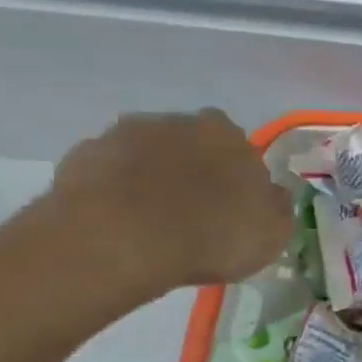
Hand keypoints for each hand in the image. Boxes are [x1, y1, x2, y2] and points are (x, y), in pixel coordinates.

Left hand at [41, 110, 293, 299]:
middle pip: (190, 144)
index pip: (238, 147)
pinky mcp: (85, 156)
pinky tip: (118, 223)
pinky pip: (109, 173)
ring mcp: (126, 135)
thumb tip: (273, 194)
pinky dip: (115, 191)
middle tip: (191, 213)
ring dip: (151, 178)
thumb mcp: (271, 233)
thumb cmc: (211, 234)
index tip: (231, 206)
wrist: (122, 239)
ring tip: (150, 222)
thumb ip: (277, 208)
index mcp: (228, 134)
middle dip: (192, 171)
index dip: (235, 176)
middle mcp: (179, 122)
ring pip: (148, 154)